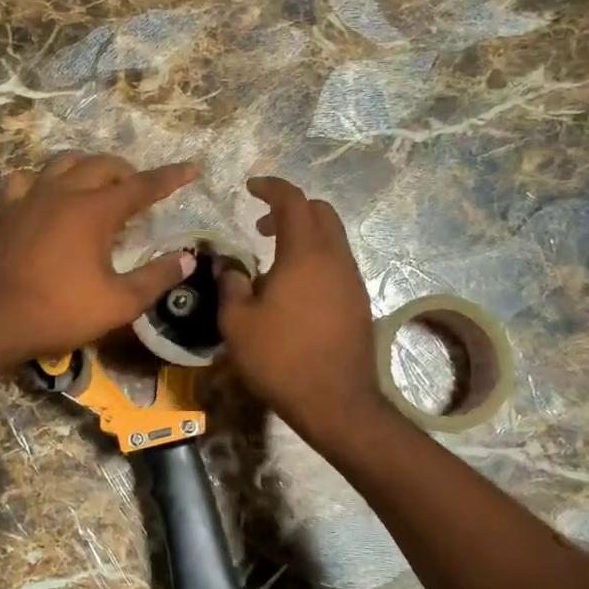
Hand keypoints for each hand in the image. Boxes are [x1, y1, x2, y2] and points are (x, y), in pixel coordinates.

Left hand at [0, 154, 199, 367]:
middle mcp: (63, 193)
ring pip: (64, 163)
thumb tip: (187, 260)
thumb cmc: (61, 312)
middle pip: (102, 165)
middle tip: (139, 193)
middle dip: (127, 172)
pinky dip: (43, 181)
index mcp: (95, 211)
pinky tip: (46, 196)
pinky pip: (26, 180)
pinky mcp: (6, 211)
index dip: (171, 177)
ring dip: (88, 169)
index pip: (142, 185)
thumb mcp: (118, 303)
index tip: (192, 169)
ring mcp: (30, 198)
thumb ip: (156, 278)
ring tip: (98, 187)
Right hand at [218, 177, 387, 441]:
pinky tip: (294, 287)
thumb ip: (230, 283)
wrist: (335, 401)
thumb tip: (229, 263)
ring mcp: (352, 280)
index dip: (271, 187)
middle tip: (261, 224)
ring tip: (274, 259)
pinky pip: (337, 263)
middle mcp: (335, 258)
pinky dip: (315, 258)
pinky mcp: (359, 302)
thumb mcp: (237, 322)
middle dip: (290, 208)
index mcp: (305, 253)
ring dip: (304, 235)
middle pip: (320, 212)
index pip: (292, 200)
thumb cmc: (280, 358)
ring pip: (332, 238)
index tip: (250, 188)